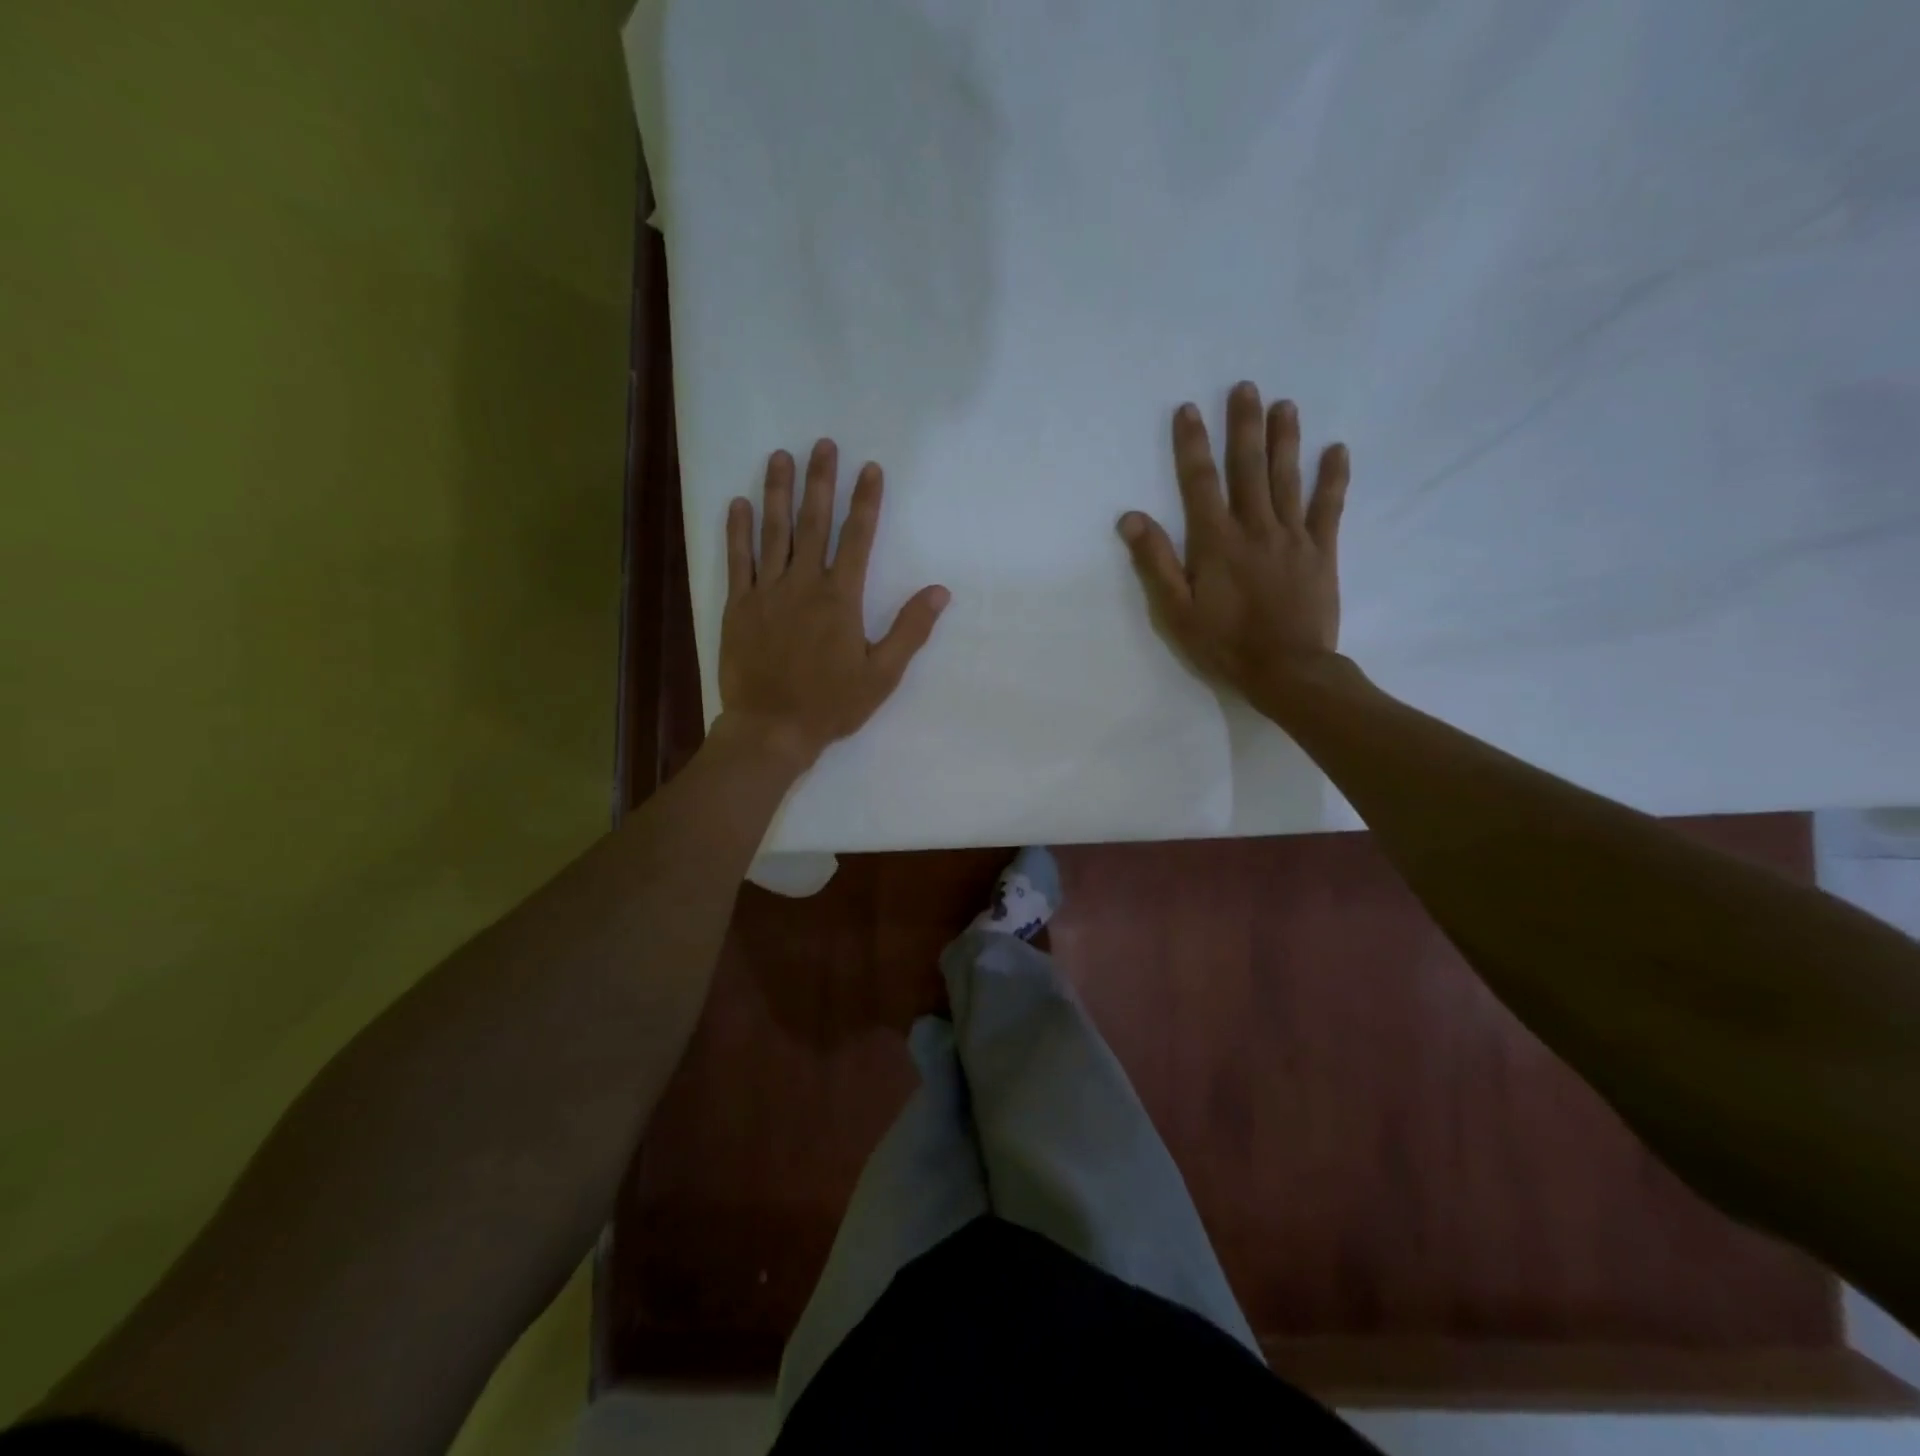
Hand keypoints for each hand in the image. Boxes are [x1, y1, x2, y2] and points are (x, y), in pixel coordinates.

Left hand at [716, 440, 949, 771]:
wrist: (770, 729)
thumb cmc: (831, 705)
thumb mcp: (882, 674)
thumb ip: (909, 630)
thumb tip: (939, 591)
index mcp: (840, 598)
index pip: (857, 538)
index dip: (865, 501)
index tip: (870, 468)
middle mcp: (803, 584)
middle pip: (813, 522)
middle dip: (820, 481)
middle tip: (823, 444)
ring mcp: (766, 593)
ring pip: (772, 532)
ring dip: (776, 492)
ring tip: (779, 457)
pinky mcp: (738, 607)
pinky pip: (737, 561)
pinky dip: (737, 531)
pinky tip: (737, 503)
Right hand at [1118, 382, 1349, 713]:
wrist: (1288, 670)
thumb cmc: (1224, 645)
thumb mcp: (1176, 611)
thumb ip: (1155, 562)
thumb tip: (1131, 518)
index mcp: (1216, 542)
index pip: (1200, 482)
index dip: (1192, 445)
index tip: (1189, 410)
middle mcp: (1255, 527)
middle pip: (1248, 467)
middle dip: (1244, 426)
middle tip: (1246, 387)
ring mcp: (1292, 536)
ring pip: (1287, 477)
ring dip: (1284, 439)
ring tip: (1285, 404)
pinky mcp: (1321, 551)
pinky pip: (1329, 506)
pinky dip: (1333, 477)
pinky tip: (1336, 449)